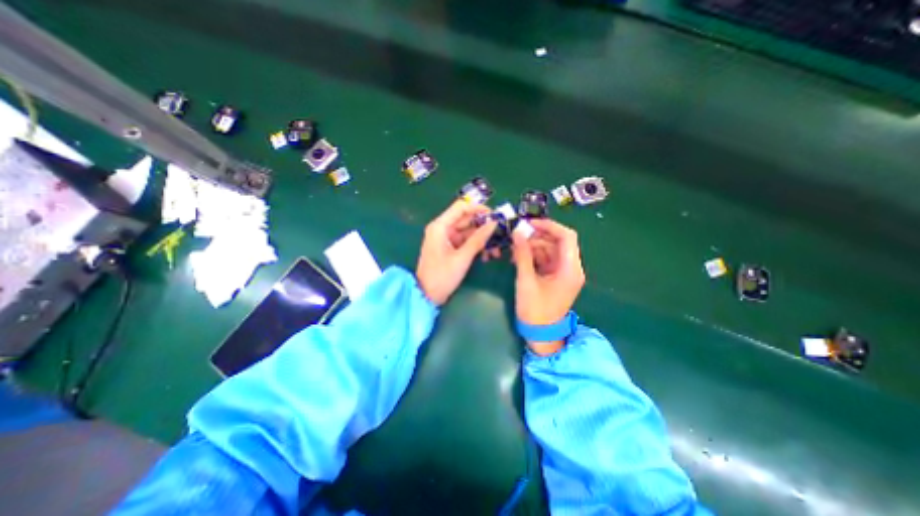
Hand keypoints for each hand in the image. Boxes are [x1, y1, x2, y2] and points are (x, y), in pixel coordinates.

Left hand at [417, 199, 495, 306]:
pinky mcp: (450, 248)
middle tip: (501, 233)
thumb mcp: (462, 258)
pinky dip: (476, 246)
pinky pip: (466, 242)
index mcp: (440, 226)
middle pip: (466, 219)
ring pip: (468, 232)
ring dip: (482, 239)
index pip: (461, 207)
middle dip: (484, 226)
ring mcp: (446, 239)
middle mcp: (442, 229)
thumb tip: (494, 223)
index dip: (478, 208)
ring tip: (497, 249)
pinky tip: (487, 256)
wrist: (427, 296)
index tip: (495, 215)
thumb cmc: (441, 276)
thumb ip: (478, 239)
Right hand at [511, 219, 580, 354]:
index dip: (549, 226)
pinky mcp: (556, 277)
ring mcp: (564, 273)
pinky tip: (519, 258)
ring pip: (550, 250)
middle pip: (557, 242)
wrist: (541, 335)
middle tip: (517, 237)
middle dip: (537, 237)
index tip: (529, 223)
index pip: (566, 236)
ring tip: (514, 250)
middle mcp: (572, 268)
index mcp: (570, 269)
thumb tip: (517, 232)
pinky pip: (546, 259)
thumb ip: (522, 255)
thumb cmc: (535, 310)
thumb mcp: (526, 281)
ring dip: (533, 247)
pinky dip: (534, 256)